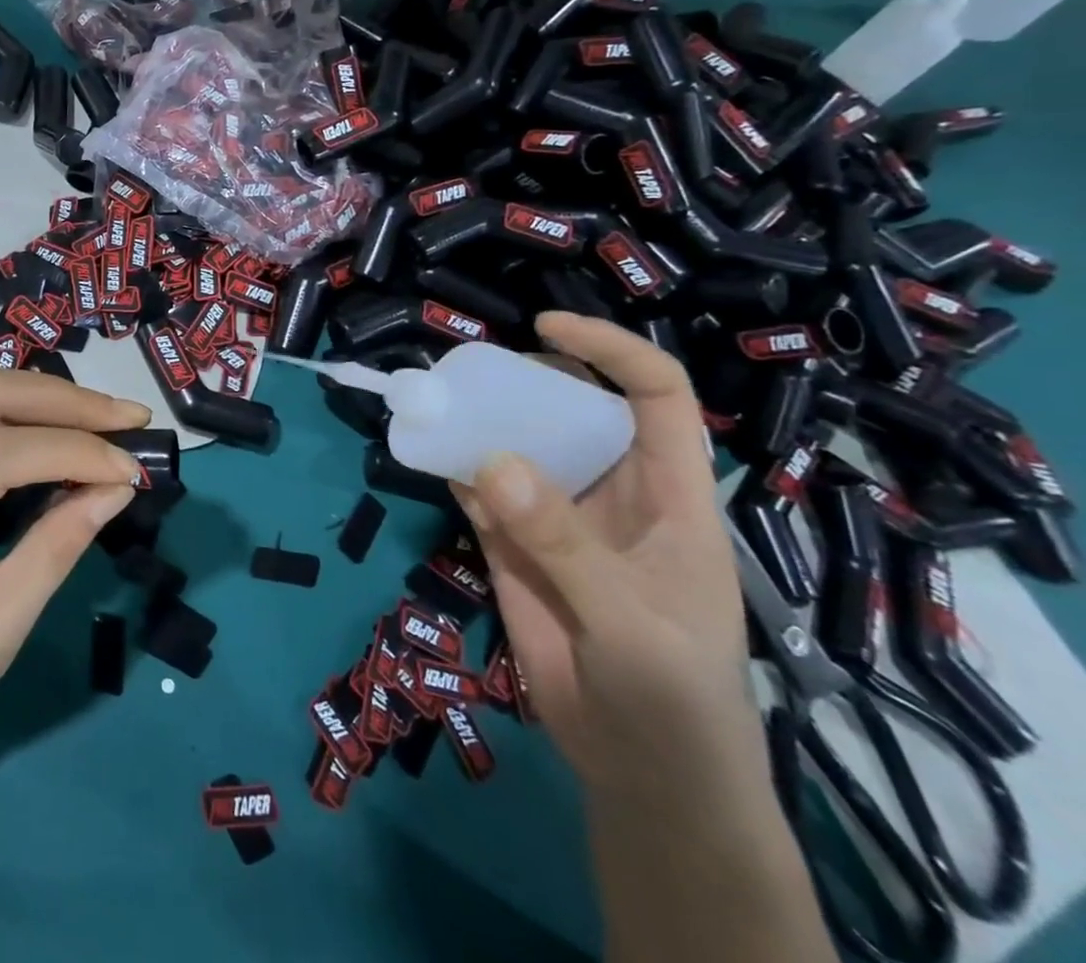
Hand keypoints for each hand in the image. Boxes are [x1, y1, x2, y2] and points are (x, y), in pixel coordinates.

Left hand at [0, 371, 146, 751]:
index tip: (131, 469)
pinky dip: (41, 414)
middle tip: (130, 421)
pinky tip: (76, 433)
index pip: (3, 452)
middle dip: (69, 402)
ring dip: (57, 399)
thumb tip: (119, 487)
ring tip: (112, 421)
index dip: (73, 450)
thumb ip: (59, 546)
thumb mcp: (4, 620)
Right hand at [455, 312, 762, 803]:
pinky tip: (426, 451)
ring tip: (433, 397)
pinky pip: (478, 492)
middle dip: (526, 380)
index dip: (610, 350)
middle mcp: (610, 491)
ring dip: (478, 422)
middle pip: (572, 410)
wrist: (642, 776)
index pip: (655, 397)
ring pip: (517, 446)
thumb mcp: (631, 622)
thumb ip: (562, 542)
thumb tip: (490, 461)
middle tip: (468, 368)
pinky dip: (453, 468)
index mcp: (668, 494)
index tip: (547, 326)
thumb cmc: (675, 698)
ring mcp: (557, 518)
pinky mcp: (513, 547)